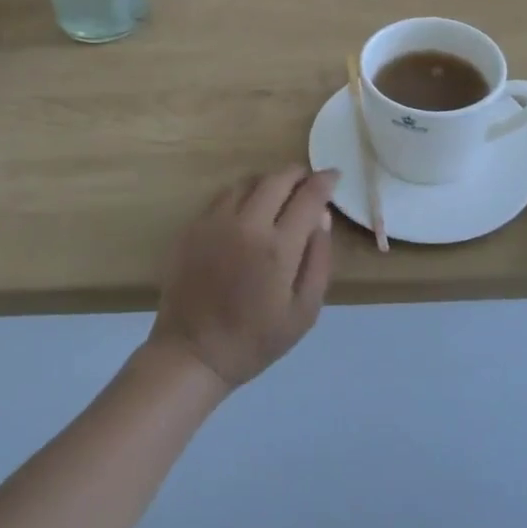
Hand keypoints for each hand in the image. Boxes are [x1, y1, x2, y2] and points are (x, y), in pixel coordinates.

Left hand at [149, 167, 336, 389]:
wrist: (193, 353)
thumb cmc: (255, 339)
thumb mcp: (304, 312)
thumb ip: (319, 260)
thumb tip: (323, 217)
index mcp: (278, 247)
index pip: (309, 196)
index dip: (325, 181)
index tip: (334, 175)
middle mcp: (247, 224)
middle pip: (278, 178)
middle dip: (299, 174)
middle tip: (308, 182)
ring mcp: (215, 222)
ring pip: (249, 181)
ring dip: (270, 181)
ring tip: (279, 194)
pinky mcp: (193, 227)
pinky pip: (224, 195)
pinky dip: (243, 194)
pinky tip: (248, 210)